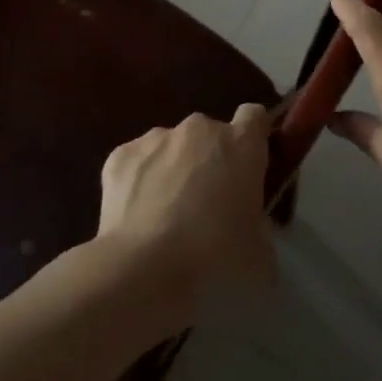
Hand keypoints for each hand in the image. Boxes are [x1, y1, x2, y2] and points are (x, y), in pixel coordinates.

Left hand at [96, 104, 274, 319]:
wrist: (144, 264)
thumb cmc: (214, 254)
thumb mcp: (258, 253)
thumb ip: (260, 230)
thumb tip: (252, 234)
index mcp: (240, 144)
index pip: (254, 117)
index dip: (252, 136)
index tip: (249, 162)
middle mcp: (199, 128)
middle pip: (209, 134)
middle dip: (209, 158)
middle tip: (206, 201)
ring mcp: (157, 137)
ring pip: (171, 146)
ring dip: (173, 168)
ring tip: (165, 213)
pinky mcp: (121, 153)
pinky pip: (138, 161)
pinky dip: (139, 180)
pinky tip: (137, 214)